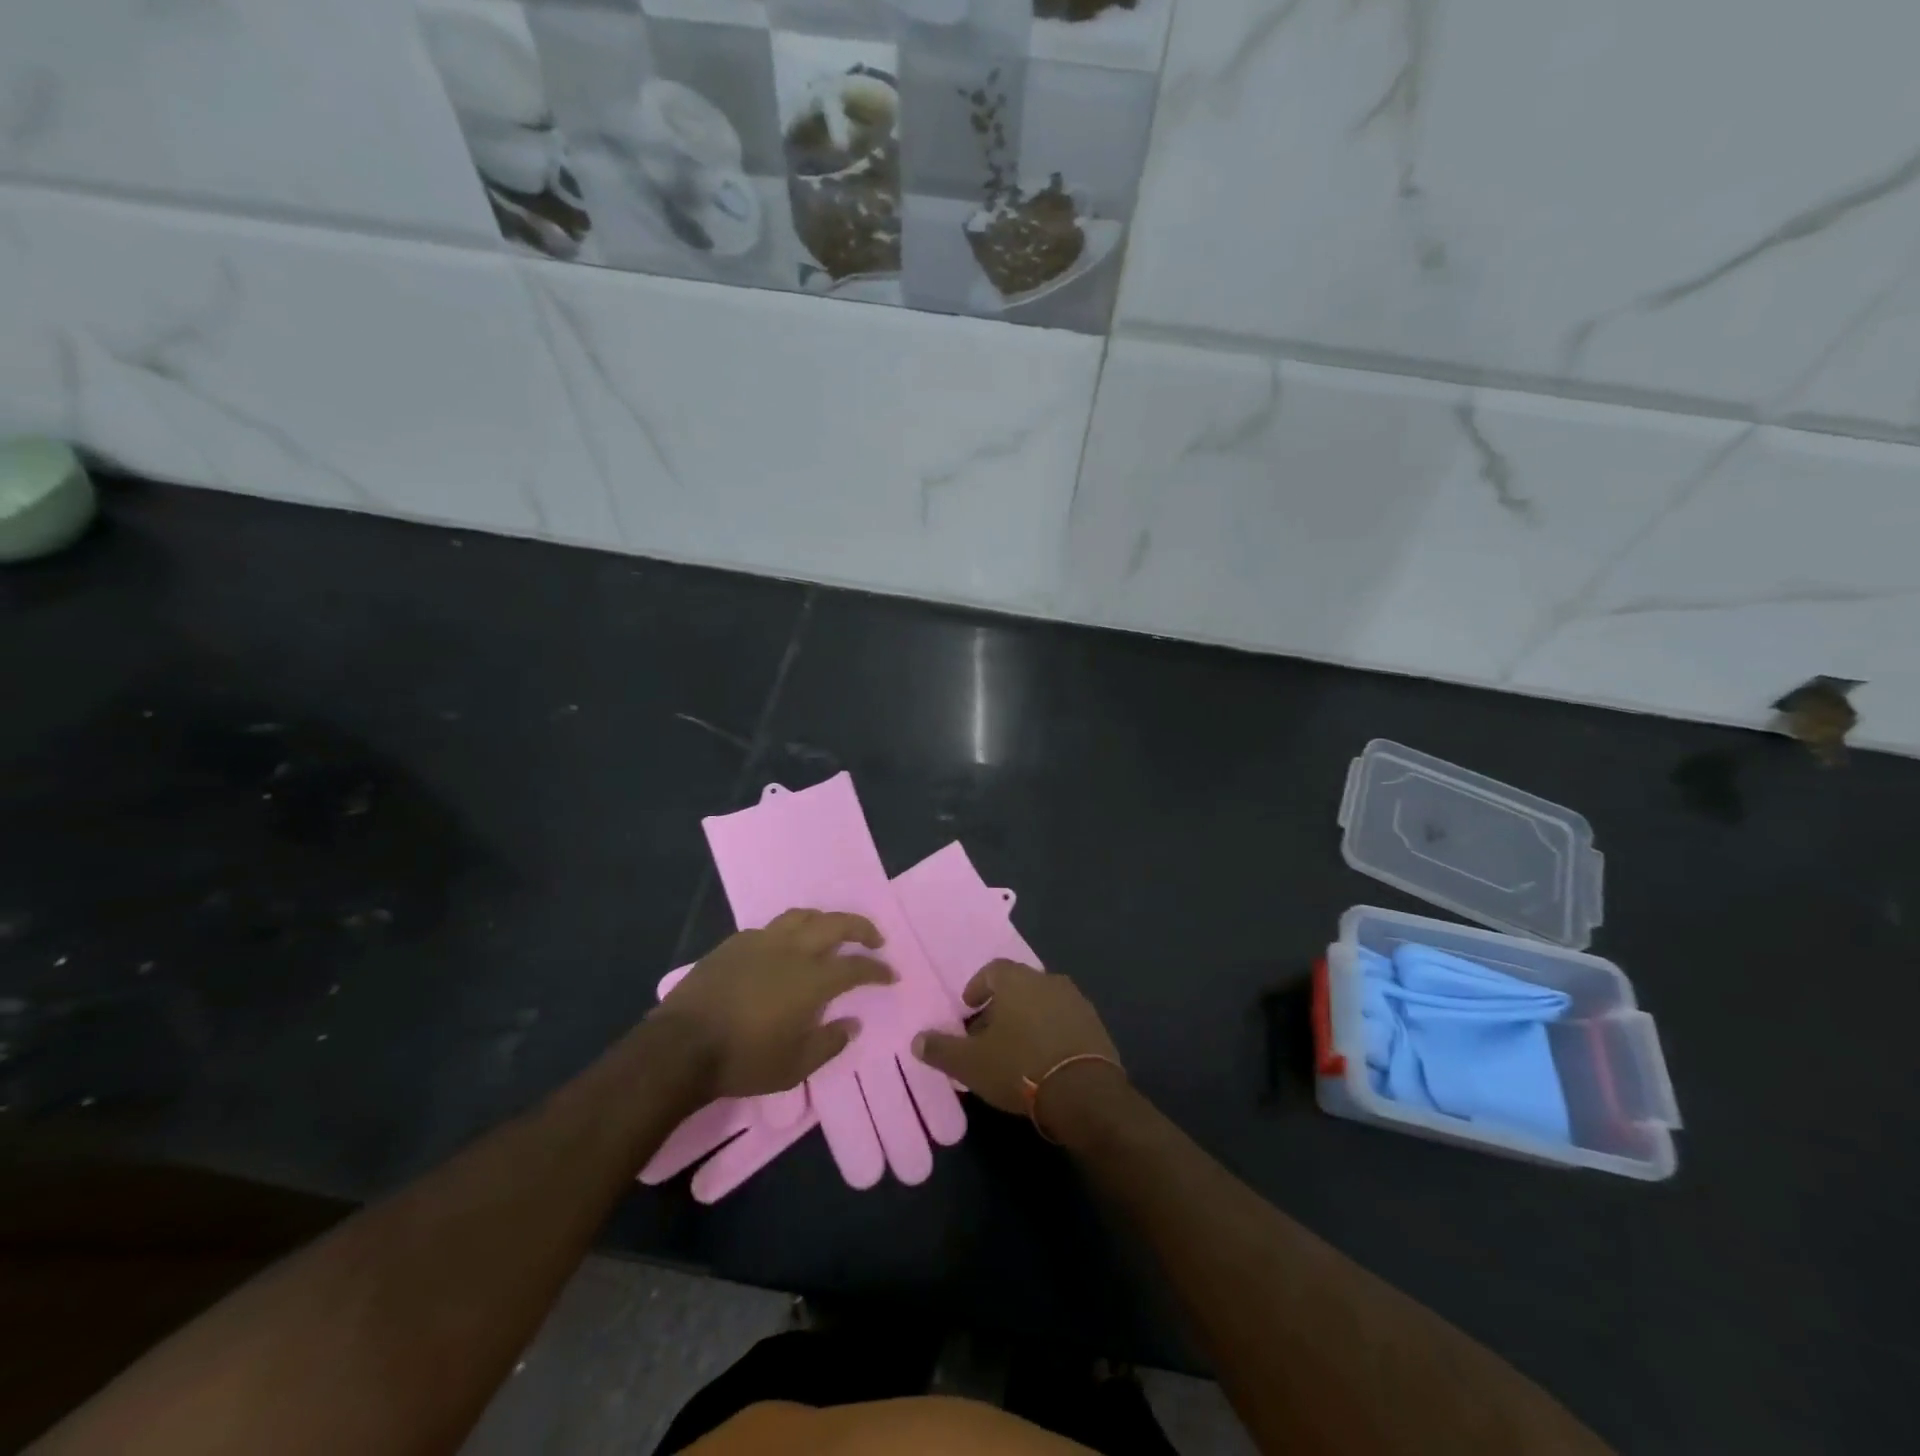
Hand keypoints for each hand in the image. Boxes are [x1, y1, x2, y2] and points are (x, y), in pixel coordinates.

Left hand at [653, 910, 893, 1099]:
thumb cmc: (743, 1060)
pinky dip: (789, 932)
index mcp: (811, 979)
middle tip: (875, 938)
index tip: (890, 974)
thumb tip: (852, 1023)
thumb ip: (829, 1043)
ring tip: (831, 932)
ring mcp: (761, 941)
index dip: (877, 970)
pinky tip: (784, 947)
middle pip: (835, 924)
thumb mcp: (794, 1067)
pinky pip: (771, 928)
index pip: (856, 967)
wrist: (681, 1046)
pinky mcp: (734, 943)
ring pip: (802, 916)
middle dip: (861, 928)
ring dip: (825, 920)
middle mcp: (792, 950)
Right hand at [912, 960, 1123, 1133]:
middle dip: (1002, 1006)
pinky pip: (1066, 1021)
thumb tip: (916, 1040)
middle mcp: (1048, 980)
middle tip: (989, 1034)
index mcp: (1017, 980)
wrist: (1084, 1092)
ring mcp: (1076, 1001)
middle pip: (1019, 986)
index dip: (978, 988)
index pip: (992, 970)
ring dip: (1029, 1019)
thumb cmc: (1019, 1067)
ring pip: (1044, 1002)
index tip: (969, 1009)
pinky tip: (1044, 1060)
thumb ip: (941, 1049)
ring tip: (1016, 1049)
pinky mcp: (1096, 1025)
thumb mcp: (970, 1063)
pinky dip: (1052, 1032)